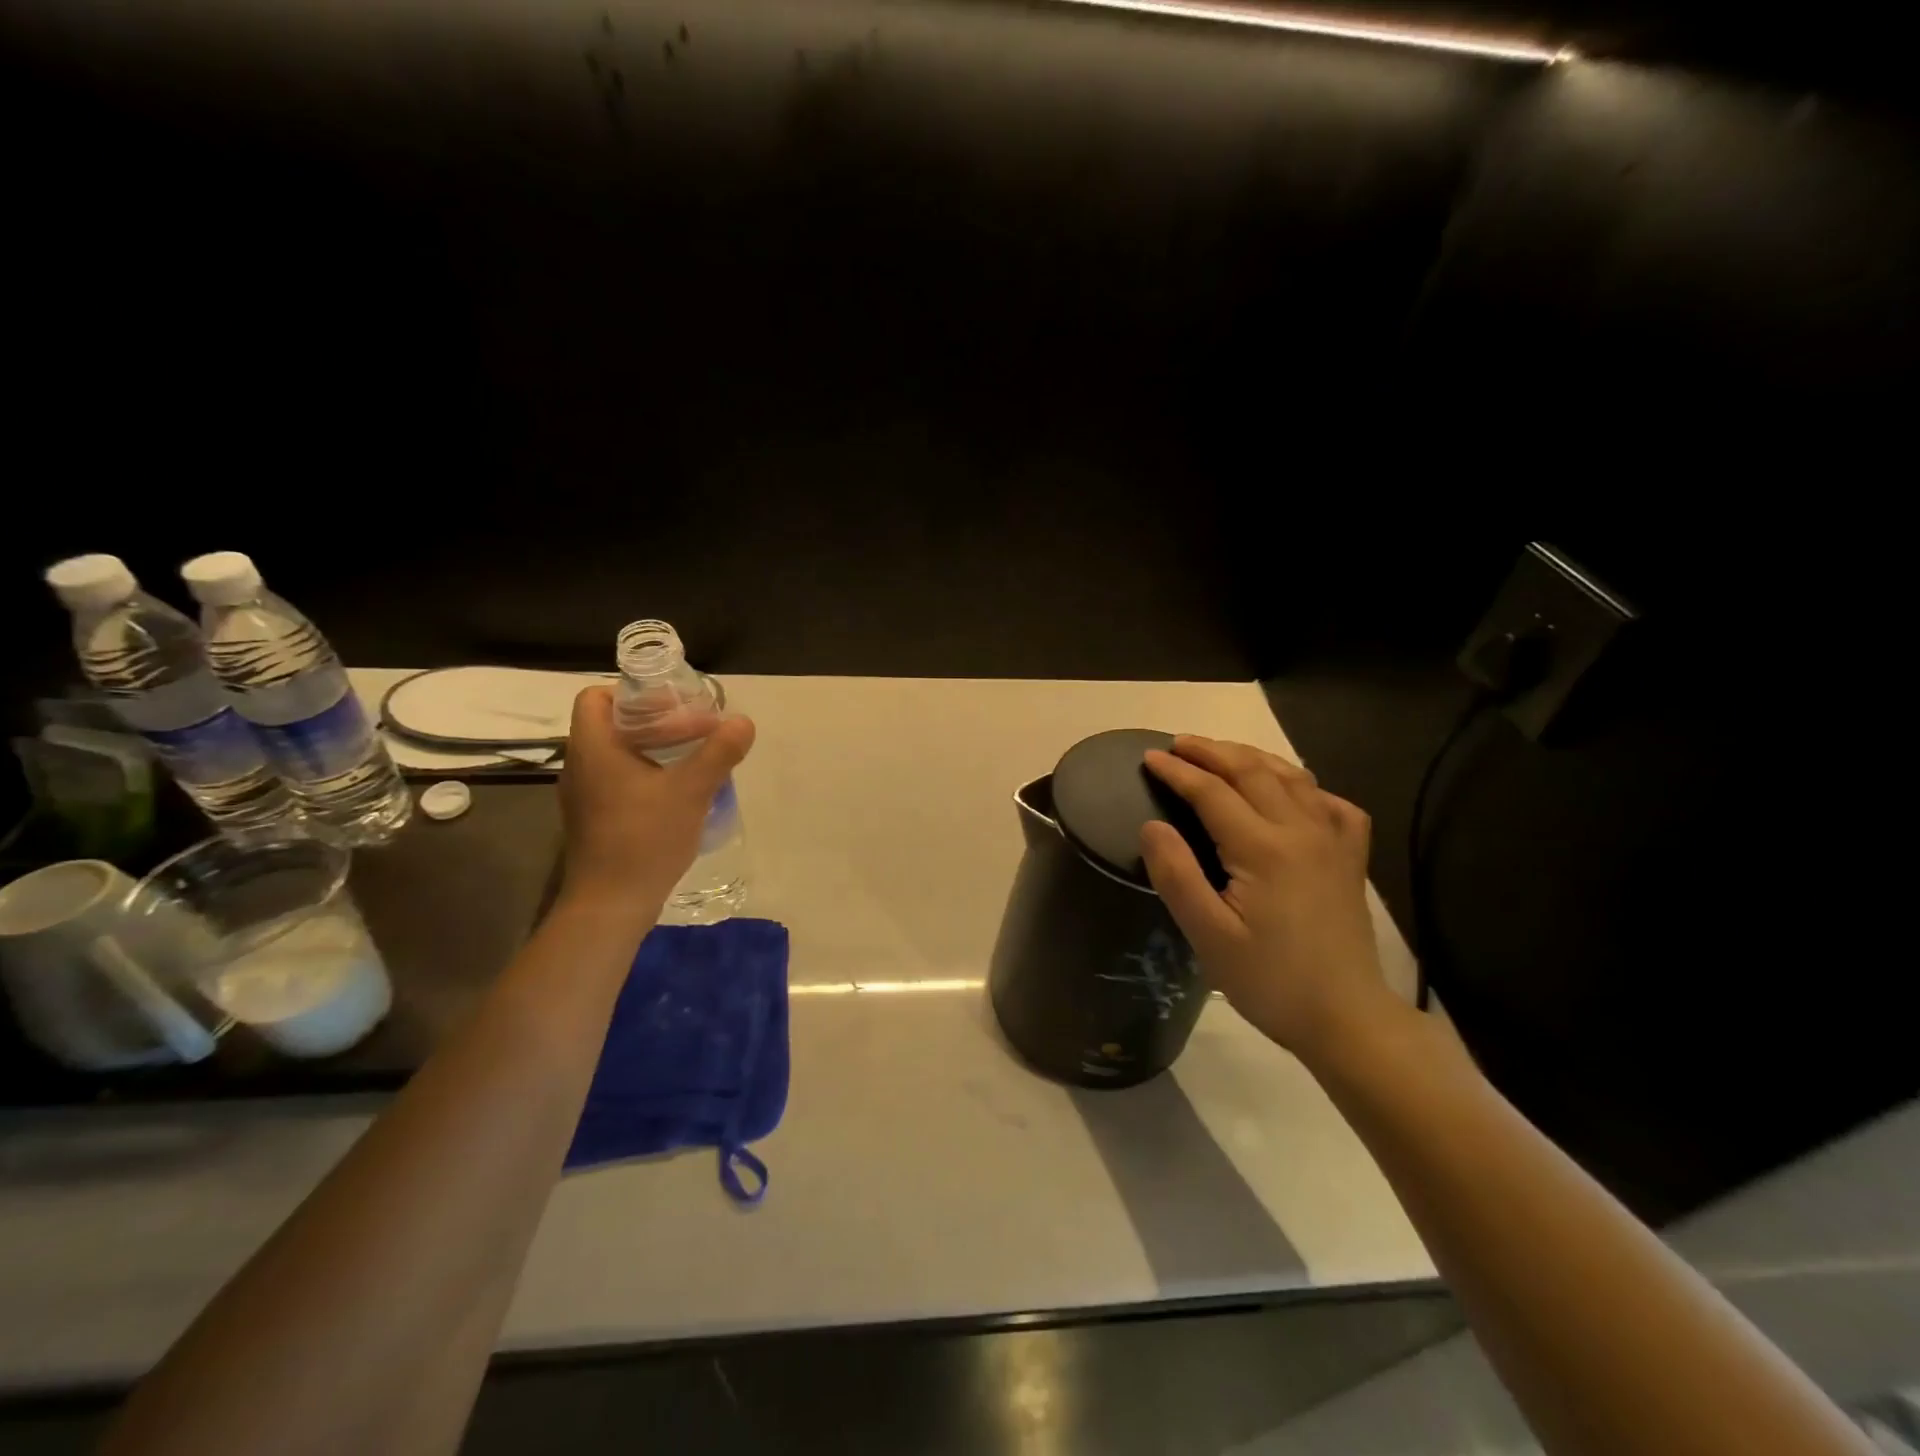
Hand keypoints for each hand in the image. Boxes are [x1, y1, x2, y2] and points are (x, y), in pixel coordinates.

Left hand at [556, 686, 755, 914]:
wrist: (611, 904)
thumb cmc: (644, 838)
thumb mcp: (691, 791)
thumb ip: (719, 752)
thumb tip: (743, 722)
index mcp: (593, 748)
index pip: (596, 697)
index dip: (633, 693)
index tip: (672, 705)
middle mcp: (580, 766)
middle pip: (612, 724)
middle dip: (655, 722)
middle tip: (696, 731)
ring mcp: (584, 795)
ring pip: (617, 754)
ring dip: (654, 750)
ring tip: (694, 759)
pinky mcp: (593, 819)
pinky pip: (618, 780)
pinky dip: (646, 775)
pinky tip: (678, 793)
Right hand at [1140, 736, 1390, 1064]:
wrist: (1346, 1018)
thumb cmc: (1269, 981)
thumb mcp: (1208, 936)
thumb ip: (1177, 875)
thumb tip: (1152, 825)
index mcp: (1263, 848)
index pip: (1212, 792)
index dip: (1178, 771)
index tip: (1148, 758)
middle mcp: (1301, 830)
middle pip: (1252, 771)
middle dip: (1211, 751)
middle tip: (1178, 744)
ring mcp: (1332, 840)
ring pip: (1291, 778)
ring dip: (1251, 758)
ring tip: (1221, 753)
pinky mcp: (1351, 857)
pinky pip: (1330, 803)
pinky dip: (1303, 785)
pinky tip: (1290, 792)